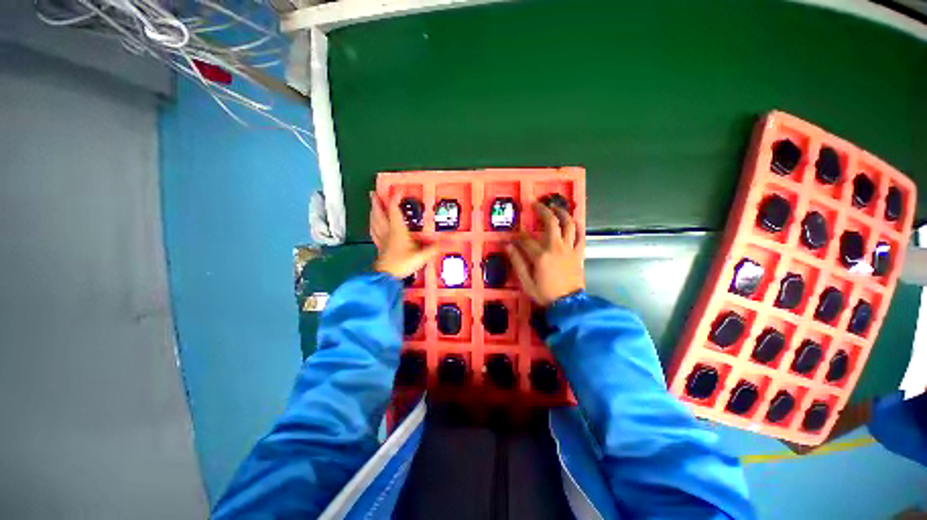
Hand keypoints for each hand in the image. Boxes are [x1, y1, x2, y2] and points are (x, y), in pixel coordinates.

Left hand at [370, 191, 437, 278]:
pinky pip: (374, 233)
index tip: (397, 190)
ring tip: (372, 207)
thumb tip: (446, 242)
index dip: (395, 199)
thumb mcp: (421, 256)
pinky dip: (372, 227)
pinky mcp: (380, 247)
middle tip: (373, 193)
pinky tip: (372, 226)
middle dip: (377, 203)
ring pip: (374, 223)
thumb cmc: (402, 263)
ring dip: (373, 213)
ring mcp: (382, 240)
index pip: (394, 210)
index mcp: (397, 230)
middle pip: (379, 214)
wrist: (386, 276)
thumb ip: (433, 249)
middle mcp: (388, 232)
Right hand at [506, 202, 584, 306]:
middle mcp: (555, 247)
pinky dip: (578, 227)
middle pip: (550, 222)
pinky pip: (581, 236)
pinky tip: (574, 221)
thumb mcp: (526, 281)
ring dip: (562, 213)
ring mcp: (569, 249)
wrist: (568, 304)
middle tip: (536, 204)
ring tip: (556, 207)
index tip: (514, 234)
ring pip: (568, 225)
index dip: (518, 235)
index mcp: (540, 255)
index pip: (526, 239)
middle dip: (542, 210)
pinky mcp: (578, 253)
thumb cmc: (545, 293)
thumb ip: (517, 262)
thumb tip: (508, 246)